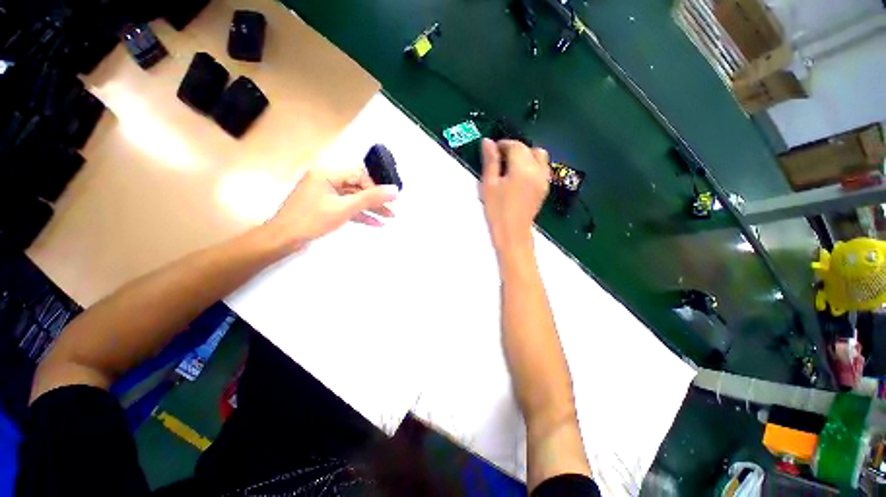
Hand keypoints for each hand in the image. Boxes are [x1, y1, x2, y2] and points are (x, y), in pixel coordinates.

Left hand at [261, 167, 397, 253]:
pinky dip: (360, 215)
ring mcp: (325, 195)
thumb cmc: (312, 220)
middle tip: (392, 211)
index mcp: (327, 173)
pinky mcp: (325, 207)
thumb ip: (370, 198)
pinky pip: (346, 207)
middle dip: (375, 200)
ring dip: (370, 209)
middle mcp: (326, 180)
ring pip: (353, 199)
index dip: (375, 187)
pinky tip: (375, 223)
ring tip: (389, 218)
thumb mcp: (344, 208)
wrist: (283, 240)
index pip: (359, 175)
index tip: (388, 200)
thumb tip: (394, 190)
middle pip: (358, 188)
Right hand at [480, 138, 549, 253]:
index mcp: (523, 169)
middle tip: (499, 159)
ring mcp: (544, 180)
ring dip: (526, 155)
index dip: (503, 144)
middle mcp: (538, 171)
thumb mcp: (489, 185)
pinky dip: (532, 165)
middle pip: (529, 149)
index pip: (516, 146)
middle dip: (514, 149)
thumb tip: (488, 142)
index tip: (492, 150)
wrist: (512, 234)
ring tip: (510, 167)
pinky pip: (542, 168)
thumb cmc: (497, 211)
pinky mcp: (544, 189)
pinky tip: (519, 177)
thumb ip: (490, 161)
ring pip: (539, 157)